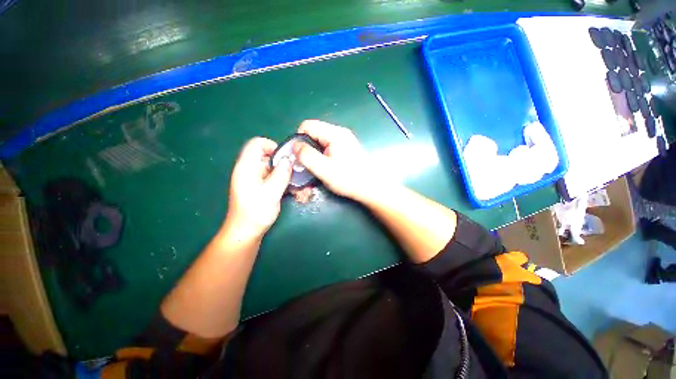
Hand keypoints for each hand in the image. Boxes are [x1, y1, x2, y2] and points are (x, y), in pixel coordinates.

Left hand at [224, 137, 292, 240]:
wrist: (246, 232)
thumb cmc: (255, 213)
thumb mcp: (271, 192)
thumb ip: (281, 174)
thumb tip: (289, 159)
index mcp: (247, 167)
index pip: (257, 143)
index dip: (272, 146)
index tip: (286, 158)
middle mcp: (251, 170)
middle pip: (269, 157)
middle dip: (285, 165)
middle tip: (296, 176)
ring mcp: (256, 179)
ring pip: (275, 169)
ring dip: (287, 177)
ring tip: (299, 188)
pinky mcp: (261, 187)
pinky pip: (275, 178)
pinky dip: (285, 183)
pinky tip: (294, 193)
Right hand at [294, 120, 381, 201]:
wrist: (370, 187)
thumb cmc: (348, 179)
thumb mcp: (324, 169)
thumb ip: (307, 156)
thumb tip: (295, 145)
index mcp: (335, 133)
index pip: (307, 125)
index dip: (298, 139)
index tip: (298, 155)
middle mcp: (340, 132)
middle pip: (314, 131)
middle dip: (306, 146)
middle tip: (306, 163)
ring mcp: (345, 139)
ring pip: (320, 139)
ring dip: (314, 151)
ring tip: (316, 165)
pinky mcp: (346, 147)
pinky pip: (328, 145)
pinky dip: (322, 153)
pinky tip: (325, 165)